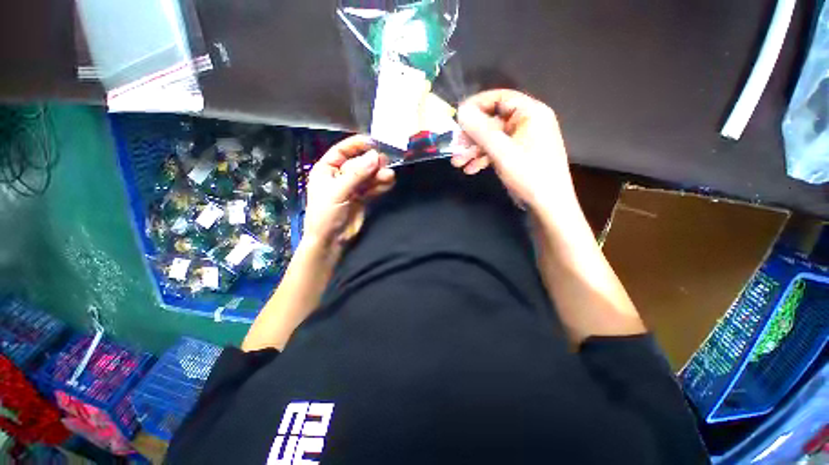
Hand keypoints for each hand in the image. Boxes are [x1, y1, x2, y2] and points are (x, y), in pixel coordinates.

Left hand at [303, 135, 394, 250]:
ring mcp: (352, 188)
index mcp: (327, 169)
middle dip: (372, 163)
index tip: (374, 143)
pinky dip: (381, 185)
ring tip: (390, 176)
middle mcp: (340, 176)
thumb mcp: (338, 192)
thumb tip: (376, 156)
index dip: (357, 145)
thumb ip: (357, 174)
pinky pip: (373, 188)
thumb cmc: (326, 214)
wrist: (331, 241)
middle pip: (359, 163)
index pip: (342, 151)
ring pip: (368, 176)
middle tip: (385, 163)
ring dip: (379, 175)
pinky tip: (389, 183)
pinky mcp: (362, 198)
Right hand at [452, 90, 572, 209]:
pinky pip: (497, 151)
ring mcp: (523, 140)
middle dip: (471, 136)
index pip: (500, 98)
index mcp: (531, 113)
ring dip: (474, 150)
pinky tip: (470, 169)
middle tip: (454, 148)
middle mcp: (527, 123)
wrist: (548, 205)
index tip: (457, 117)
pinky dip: (483, 158)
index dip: (477, 105)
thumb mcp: (502, 152)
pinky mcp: (518, 155)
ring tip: (457, 163)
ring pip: (493, 139)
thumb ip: (481, 130)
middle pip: (493, 121)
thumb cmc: (529, 175)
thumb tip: (461, 111)